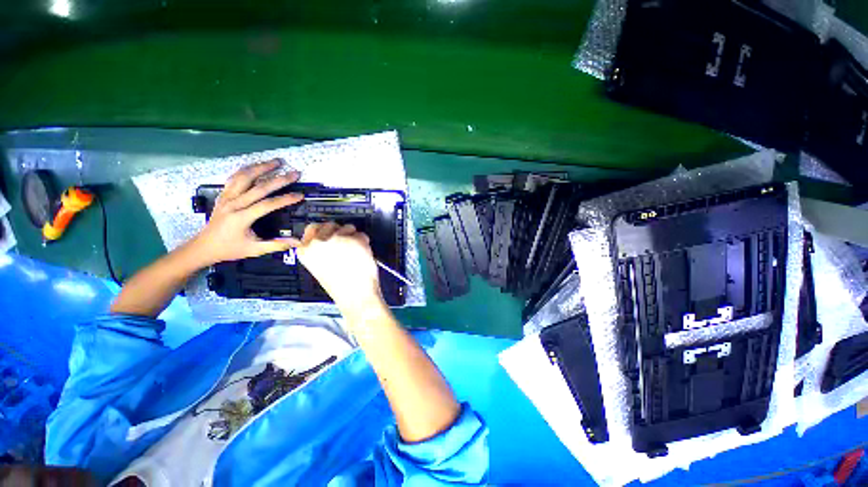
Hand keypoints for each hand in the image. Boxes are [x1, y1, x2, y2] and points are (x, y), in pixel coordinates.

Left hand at [191, 159, 303, 266]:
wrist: (203, 246)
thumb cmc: (230, 249)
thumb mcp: (254, 250)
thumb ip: (276, 245)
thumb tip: (298, 242)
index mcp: (241, 218)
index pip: (267, 205)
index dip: (285, 199)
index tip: (300, 195)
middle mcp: (233, 204)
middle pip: (258, 187)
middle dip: (279, 179)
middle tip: (294, 173)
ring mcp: (226, 198)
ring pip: (244, 177)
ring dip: (261, 168)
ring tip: (276, 162)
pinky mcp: (223, 195)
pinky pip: (234, 178)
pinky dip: (246, 170)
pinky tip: (255, 166)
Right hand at [294, 222, 383, 315]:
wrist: (355, 294)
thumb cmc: (339, 285)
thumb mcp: (320, 266)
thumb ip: (321, 250)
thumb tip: (330, 236)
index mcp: (305, 250)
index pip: (313, 227)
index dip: (325, 231)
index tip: (331, 237)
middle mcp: (318, 241)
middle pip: (331, 224)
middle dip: (340, 232)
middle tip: (345, 247)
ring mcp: (336, 238)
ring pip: (348, 227)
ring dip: (353, 237)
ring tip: (354, 255)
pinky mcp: (353, 238)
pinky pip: (362, 234)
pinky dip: (364, 242)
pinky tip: (362, 256)